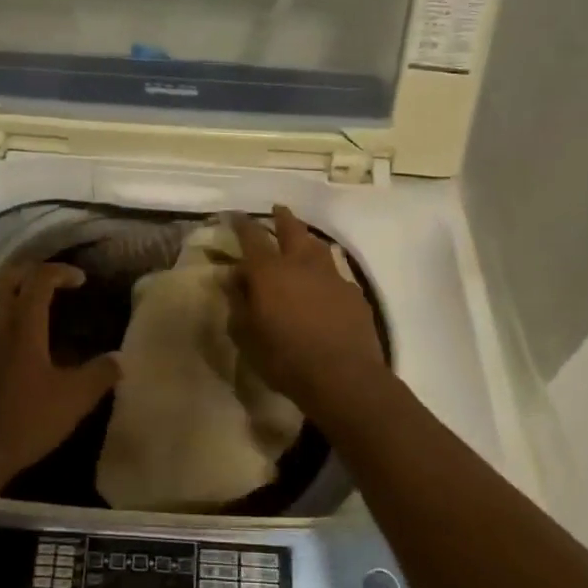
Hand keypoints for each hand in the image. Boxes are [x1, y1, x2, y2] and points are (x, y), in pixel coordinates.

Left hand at [0, 262, 120, 486]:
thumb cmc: (26, 421)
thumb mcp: (74, 400)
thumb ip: (99, 374)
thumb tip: (119, 359)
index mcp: (22, 326)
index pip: (38, 280)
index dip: (61, 272)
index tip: (81, 280)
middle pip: (4, 278)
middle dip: (28, 270)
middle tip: (51, 280)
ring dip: (8, 288)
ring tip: (29, 299)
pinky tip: (10, 332)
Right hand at [227, 206, 392, 416]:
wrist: (344, 377)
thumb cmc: (285, 358)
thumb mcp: (247, 336)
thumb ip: (238, 302)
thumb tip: (233, 278)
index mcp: (270, 272)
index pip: (252, 236)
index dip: (242, 224)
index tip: (236, 215)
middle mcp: (301, 264)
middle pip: (292, 229)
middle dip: (283, 217)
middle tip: (278, 209)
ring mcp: (332, 276)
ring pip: (318, 247)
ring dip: (307, 240)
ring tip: (303, 241)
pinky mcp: (354, 293)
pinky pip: (336, 274)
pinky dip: (326, 273)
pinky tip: (325, 285)